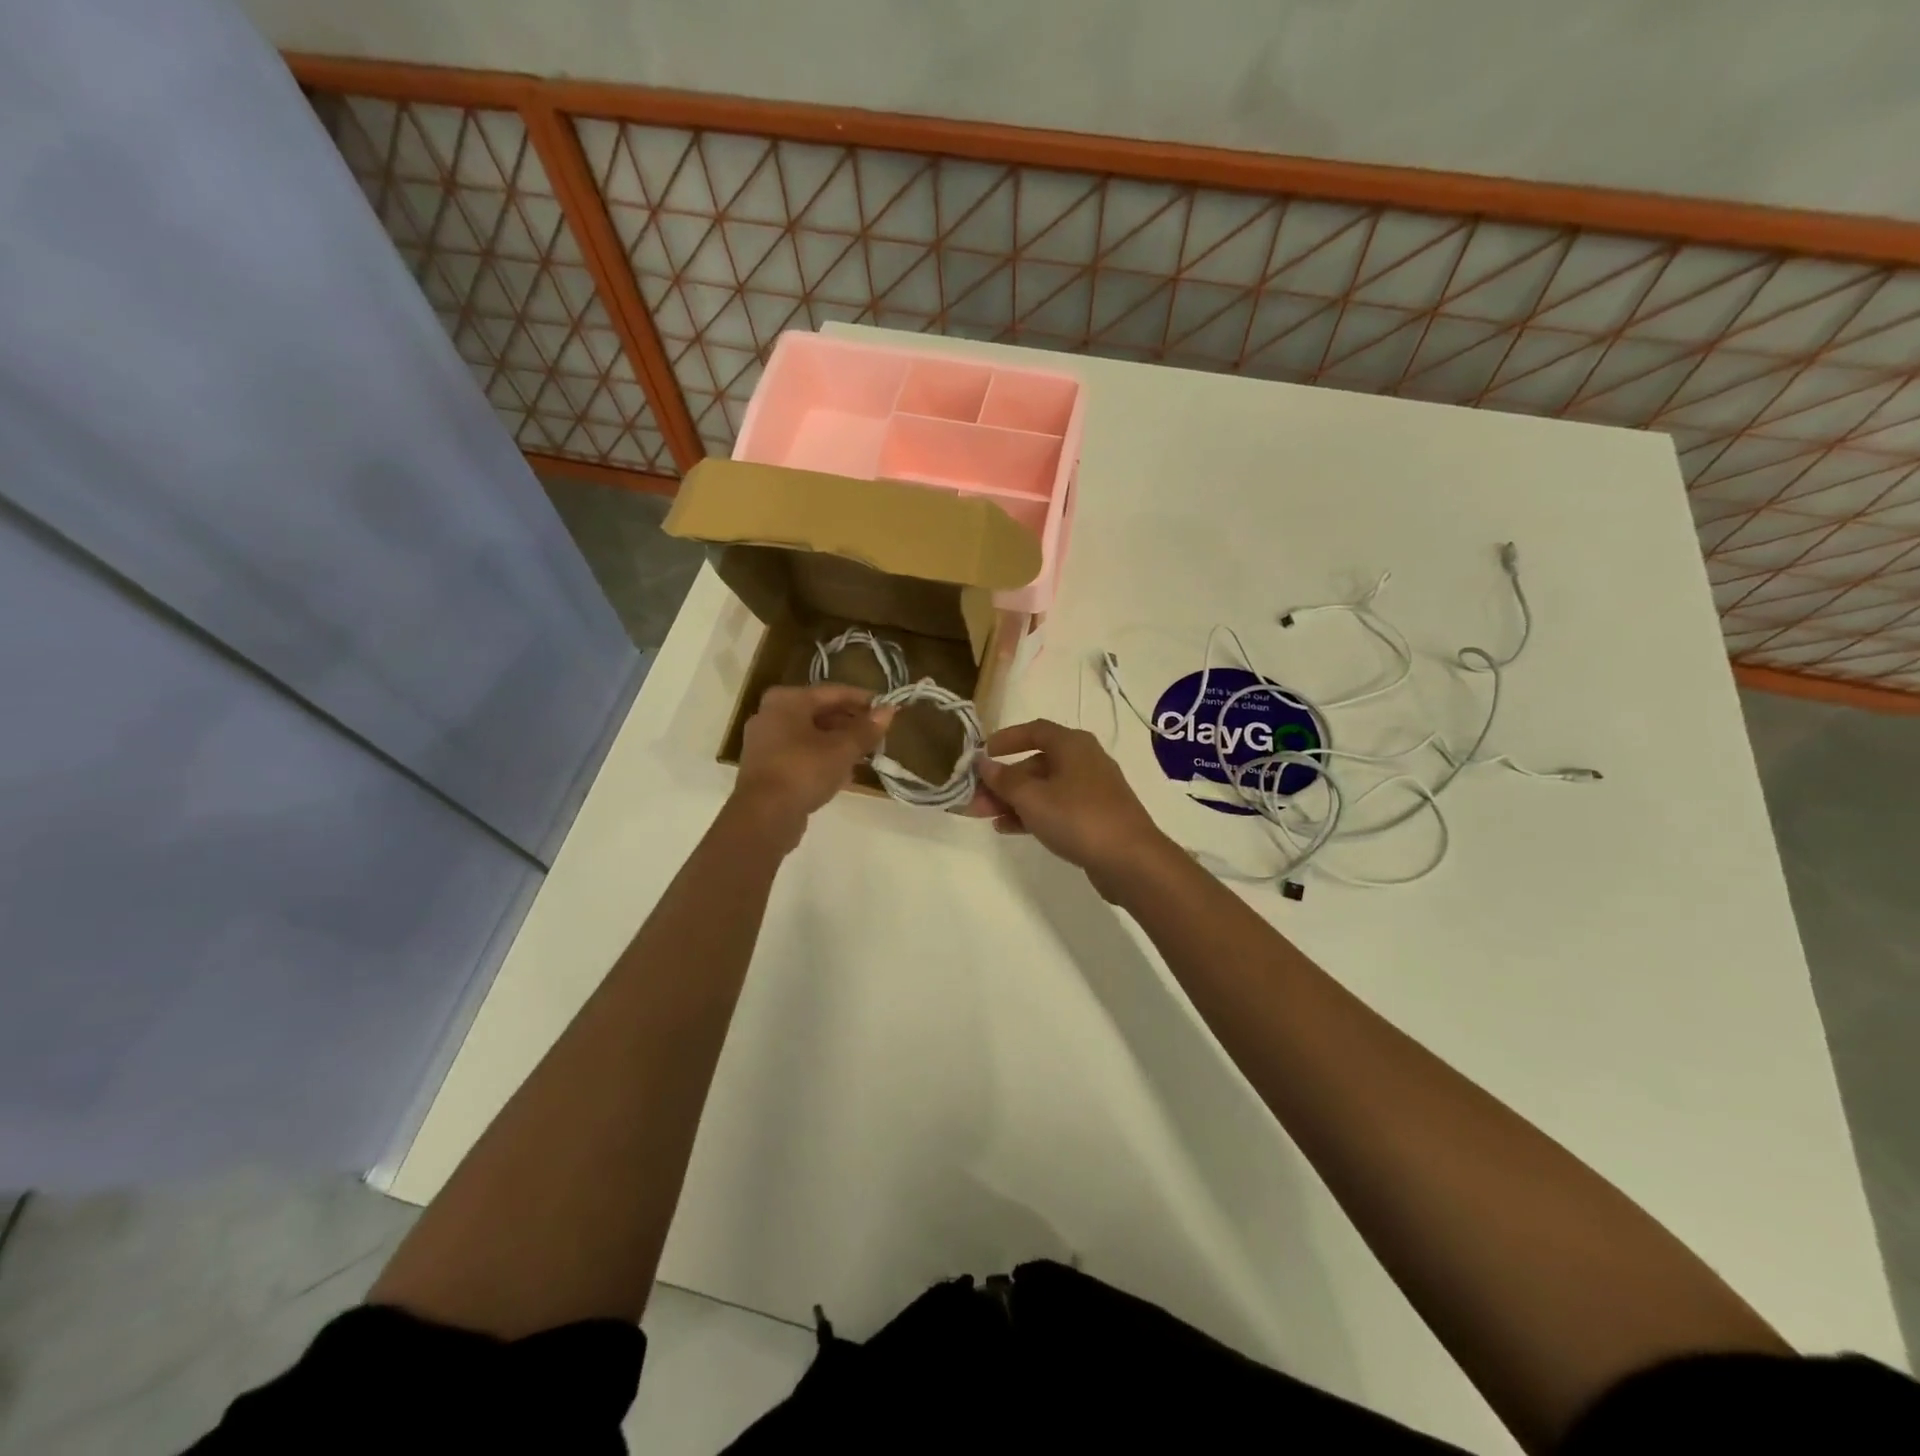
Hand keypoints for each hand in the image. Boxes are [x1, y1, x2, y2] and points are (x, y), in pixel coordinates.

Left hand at [731, 684, 892, 850]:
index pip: (833, 692)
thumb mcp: (842, 749)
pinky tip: (844, 773)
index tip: (887, 708)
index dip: (863, 700)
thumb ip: (867, 729)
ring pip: (811, 735)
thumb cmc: (804, 771)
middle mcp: (771, 714)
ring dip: (839, 743)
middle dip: (851, 724)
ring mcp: (765, 742)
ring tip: (866, 755)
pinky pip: (801, 754)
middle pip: (820, 713)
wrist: (764, 816)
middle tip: (878, 735)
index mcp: (787, 700)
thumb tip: (889, 710)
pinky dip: (822, 759)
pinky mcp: (766, 767)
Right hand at [969, 719, 1177, 898]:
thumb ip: (1004, 780)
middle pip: (1036, 763)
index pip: (1035, 730)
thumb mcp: (1032, 797)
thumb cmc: (1078, 817)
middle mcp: (1084, 761)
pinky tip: (1008, 828)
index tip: (983, 753)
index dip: (1006, 738)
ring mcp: (1092, 790)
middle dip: (1003, 780)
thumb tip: (984, 763)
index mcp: (1072, 745)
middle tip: (974, 799)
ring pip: (1044, 788)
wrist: (1130, 860)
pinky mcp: (1095, 816)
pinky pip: (1056, 808)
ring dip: (1013, 800)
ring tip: (985, 817)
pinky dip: (1032, 814)